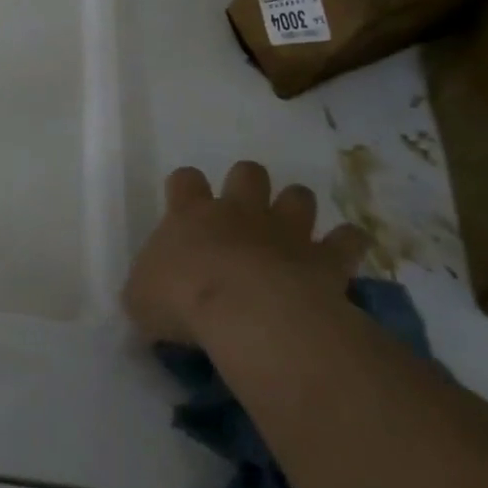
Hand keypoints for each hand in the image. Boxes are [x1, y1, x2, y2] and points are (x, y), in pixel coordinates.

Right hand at [122, 161, 366, 344]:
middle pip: (247, 173)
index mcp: (190, 214)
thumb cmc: (182, 301)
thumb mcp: (140, 299)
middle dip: (248, 185)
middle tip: (244, 213)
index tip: (185, 204)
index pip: (185, 180)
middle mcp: (238, 212)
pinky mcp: (323, 259)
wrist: (246, 314)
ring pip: (297, 196)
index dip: (186, 188)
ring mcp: (284, 230)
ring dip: (296, 208)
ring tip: (294, 231)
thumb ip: (146, 289)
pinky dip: (347, 244)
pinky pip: (346, 240)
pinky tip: (344, 254)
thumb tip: (150, 294)